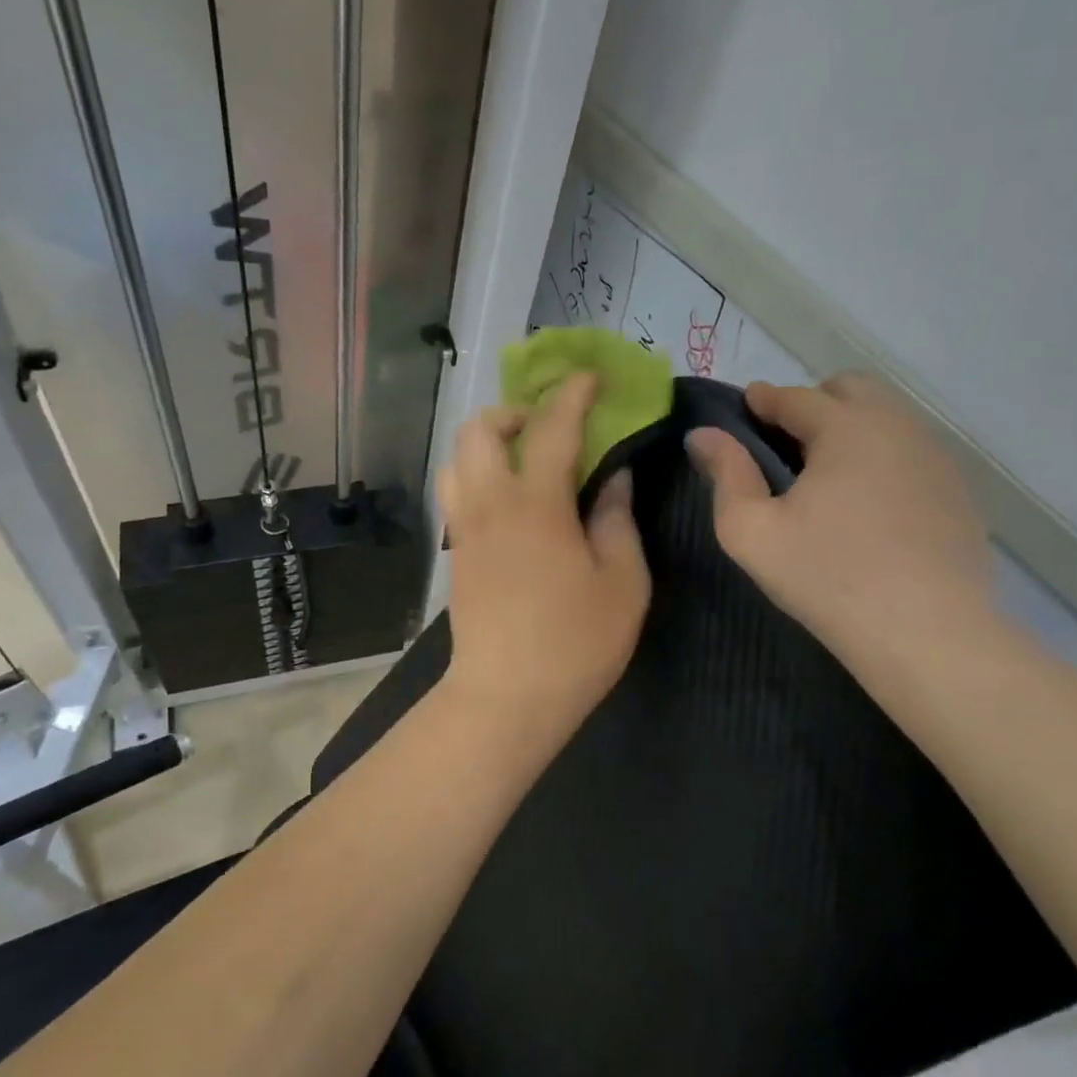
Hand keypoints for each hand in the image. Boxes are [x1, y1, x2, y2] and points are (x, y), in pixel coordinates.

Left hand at [437, 372, 650, 741]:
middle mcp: (489, 504)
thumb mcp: (622, 582)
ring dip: (488, 442)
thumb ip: (617, 519)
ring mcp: (464, 528)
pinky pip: (456, 491)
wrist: (506, 699)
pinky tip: (509, 500)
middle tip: (550, 428)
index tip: (590, 377)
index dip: (572, 394)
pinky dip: (478, 474)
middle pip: (480, 429)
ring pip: (457, 458)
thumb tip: (615, 476)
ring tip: (524, 460)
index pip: (552, 428)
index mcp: (536, 505)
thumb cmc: (575, 643)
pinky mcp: (454, 552)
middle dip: (515, 411)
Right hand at [685, 374, 994, 669]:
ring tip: (826, 473)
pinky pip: (911, 451)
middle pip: (851, 389)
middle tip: (786, 442)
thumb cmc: (827, 577)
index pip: (796, 396)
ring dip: (851, 427)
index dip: (764, 399)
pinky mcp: (958, 490)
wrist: (928, 635)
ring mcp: (936, 457)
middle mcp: (897, 427)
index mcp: (845, 428)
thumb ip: (725, 474)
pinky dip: (882, 456)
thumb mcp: (750, 531)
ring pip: (886, 417)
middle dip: (813, 402)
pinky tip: (869, 502)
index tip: (746, 406)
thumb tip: (702, 434)